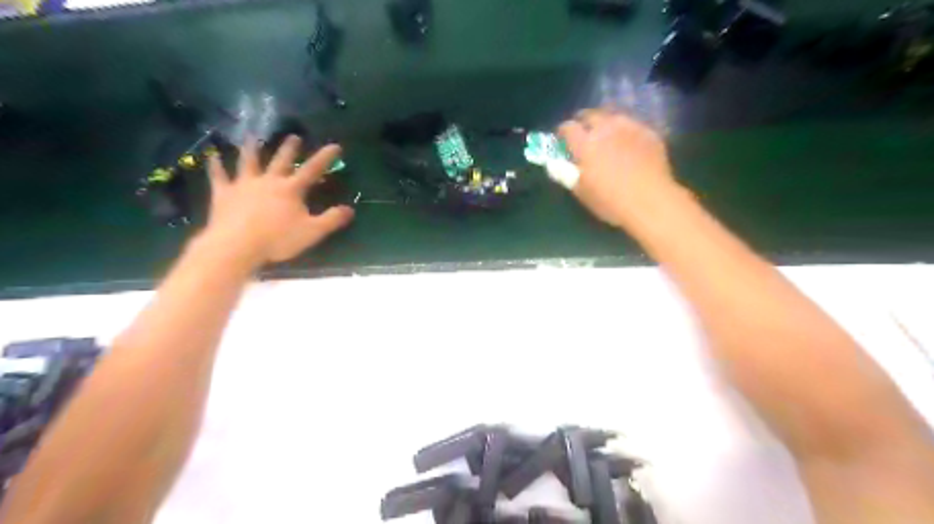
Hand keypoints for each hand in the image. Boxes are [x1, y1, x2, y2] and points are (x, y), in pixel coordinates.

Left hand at [201, 135, 353, 264]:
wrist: (236, 246)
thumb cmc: (278, 239)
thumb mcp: (312, 232)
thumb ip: (332, 219)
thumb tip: (350, 209)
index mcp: (290, 190)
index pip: (312, 170)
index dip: (325, 157)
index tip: (335, 145)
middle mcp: (268, 181)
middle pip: (281, 161)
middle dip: (289, 149)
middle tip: (294, 136)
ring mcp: (244, 185)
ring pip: (249, 162)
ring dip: (252, 149)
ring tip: (252, 137)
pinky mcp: (224, 194)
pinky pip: (219, 176)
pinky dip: (216, 166)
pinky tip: (212, 156)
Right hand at [552, 109, 679, 229]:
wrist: (651, 201)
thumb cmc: (610, 201)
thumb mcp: (581, 192)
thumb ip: (566, 174)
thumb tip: (556, 164)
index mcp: (585, 144)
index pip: (568, 127)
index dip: (562, 132)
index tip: (561, 139)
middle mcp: (605, 129)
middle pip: (590, 114)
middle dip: (583, 122)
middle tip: (583, 134)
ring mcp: (630, 127)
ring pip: (613, 116)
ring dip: (605, 122)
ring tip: (606, 134)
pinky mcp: (648, 132)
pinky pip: (632, 124)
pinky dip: (625, 130)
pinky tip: (628, 142)